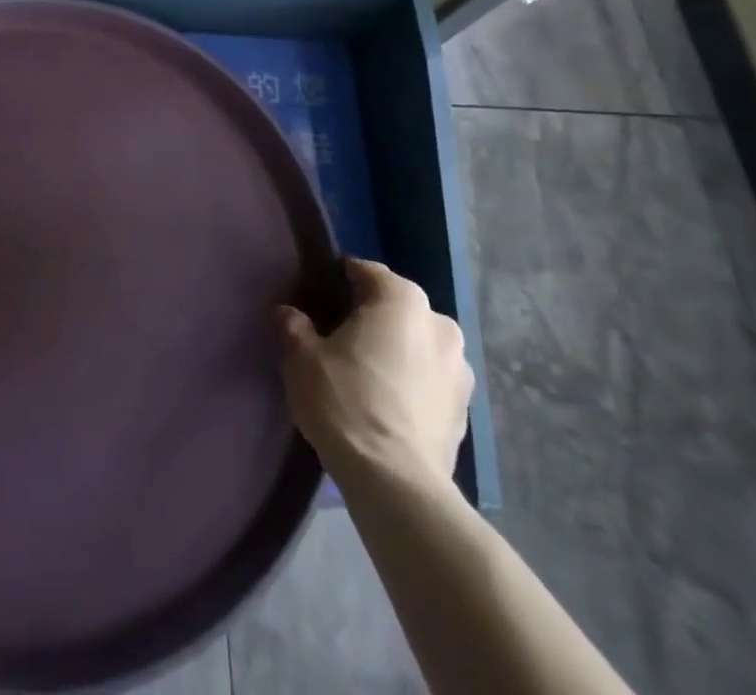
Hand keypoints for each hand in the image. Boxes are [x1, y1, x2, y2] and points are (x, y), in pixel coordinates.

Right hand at [278, 258, 472, 488]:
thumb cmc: (346, 402)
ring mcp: (460, 369)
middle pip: (397, 307)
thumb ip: (293, 325)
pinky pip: (431, 379)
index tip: (320, 297)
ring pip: (418, 344)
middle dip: (372, 316)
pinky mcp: (466, 410)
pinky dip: (412, 382)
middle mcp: (439, 323)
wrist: (396, 483)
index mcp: (402, 300)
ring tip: (366, 373)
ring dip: (397, 350)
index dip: (340, 280)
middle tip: (340, 337)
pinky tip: (388, 403)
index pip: (366, 272)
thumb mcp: (301, 357)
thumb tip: (289, 313)